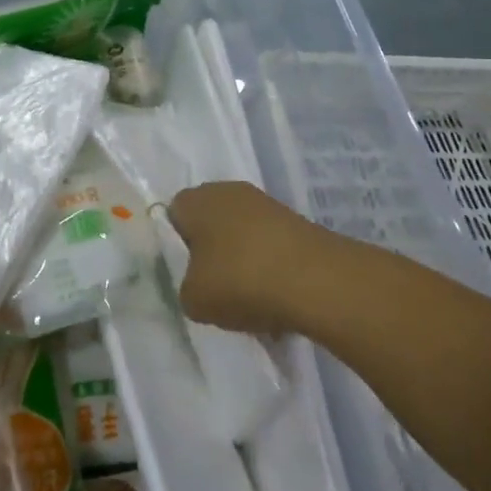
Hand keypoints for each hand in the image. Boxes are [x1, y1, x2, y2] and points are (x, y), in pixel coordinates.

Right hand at [169, 182, 335, 334]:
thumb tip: (199, 283)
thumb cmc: (240, 280)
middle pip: (210, 221)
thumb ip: (186, 287)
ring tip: (246, 297)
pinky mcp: (295, 221)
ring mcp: (265, 203)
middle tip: (212, 286)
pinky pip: (268, 244)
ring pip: (241, 233)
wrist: (316, 280)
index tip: (183, 273)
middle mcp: (228, 191)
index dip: (176, 244)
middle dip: (210, 251)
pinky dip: (268, 266)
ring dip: (241, 259)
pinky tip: (273, 295)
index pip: (174, 214)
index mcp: (196, 199)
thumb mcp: (193, 299)